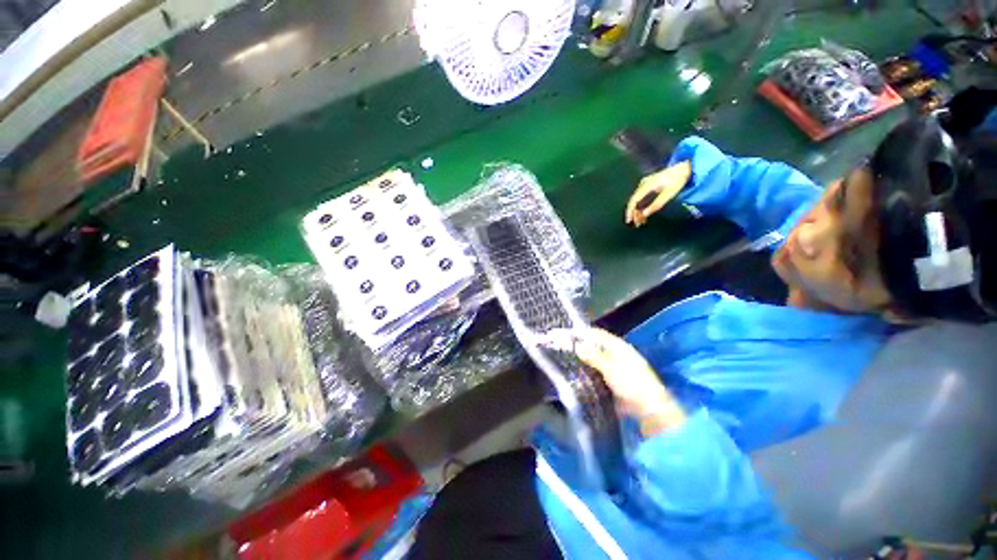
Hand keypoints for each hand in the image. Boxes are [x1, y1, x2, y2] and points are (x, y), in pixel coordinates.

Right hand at [544, 328, 685, 435]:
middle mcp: (616, 354)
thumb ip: (593, 356)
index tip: (566, 333)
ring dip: (581, 360)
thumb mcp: (610, 368)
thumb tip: (576, 346)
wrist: (648, 409)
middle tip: (562, 347)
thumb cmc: (632, 384)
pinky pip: (596, 373)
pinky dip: (586, 373)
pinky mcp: (612, 381)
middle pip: (593, 346)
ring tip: (564, 360)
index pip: (596, 334)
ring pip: (593, 360)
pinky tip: (575, 376)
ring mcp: (615, 368)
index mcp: (618, 346)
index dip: (581, 332)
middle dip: (579, 346)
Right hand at [625, 161, 691, 226]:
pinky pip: (642, 198)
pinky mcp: (648, 186)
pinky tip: (644, 214)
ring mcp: (644, 185)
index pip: (633, 200)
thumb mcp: (668, 194)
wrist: (684, 167)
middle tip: (637, 224)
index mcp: (647, 185)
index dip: (630, 211)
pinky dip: (642, 206)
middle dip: (634, 213)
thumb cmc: (677, 180)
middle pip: (634, 201)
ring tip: (641, 222)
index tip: (629, 221)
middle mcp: (643, 184)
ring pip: (638, 201)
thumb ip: (656, 205)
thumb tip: (644, 215)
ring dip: (638, 211)